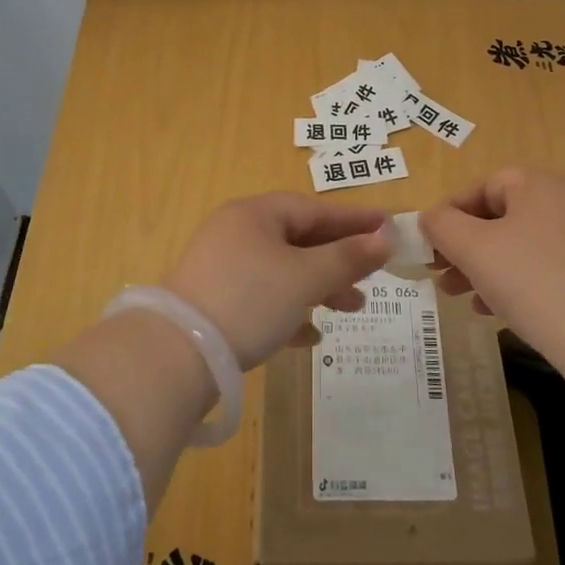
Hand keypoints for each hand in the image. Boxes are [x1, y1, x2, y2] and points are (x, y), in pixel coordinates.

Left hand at [163, 193, 392, 368]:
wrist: (176, 356)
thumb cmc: (249, 300)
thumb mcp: (305, 278)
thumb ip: (347, 258)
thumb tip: (385, 238)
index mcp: (255, 215)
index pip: (313, 209)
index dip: (353, 219)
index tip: (388, 228)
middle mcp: (236, 233)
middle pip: (298, 239)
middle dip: (338, 260)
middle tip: (372, 277)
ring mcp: (221, 269)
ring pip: (282, 271)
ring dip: (319, 288)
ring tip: (351, 309)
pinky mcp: (213, 304)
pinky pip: (262, 300)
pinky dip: (289, 312)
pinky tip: (310, 337)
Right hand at [420, 167, 564, 361]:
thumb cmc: (533, 280)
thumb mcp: (474, 248)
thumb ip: (442, 225)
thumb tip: (431, 218)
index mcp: (540, 185)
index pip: (484, 185)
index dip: (451, 211)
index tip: (429, 243)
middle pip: (500, 216)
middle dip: (464, 245)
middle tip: (439, 272)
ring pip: (519, 246)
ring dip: (483, 267)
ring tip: (458, 296)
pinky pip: (542, 269)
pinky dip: (513, 283)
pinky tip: (492, 312)